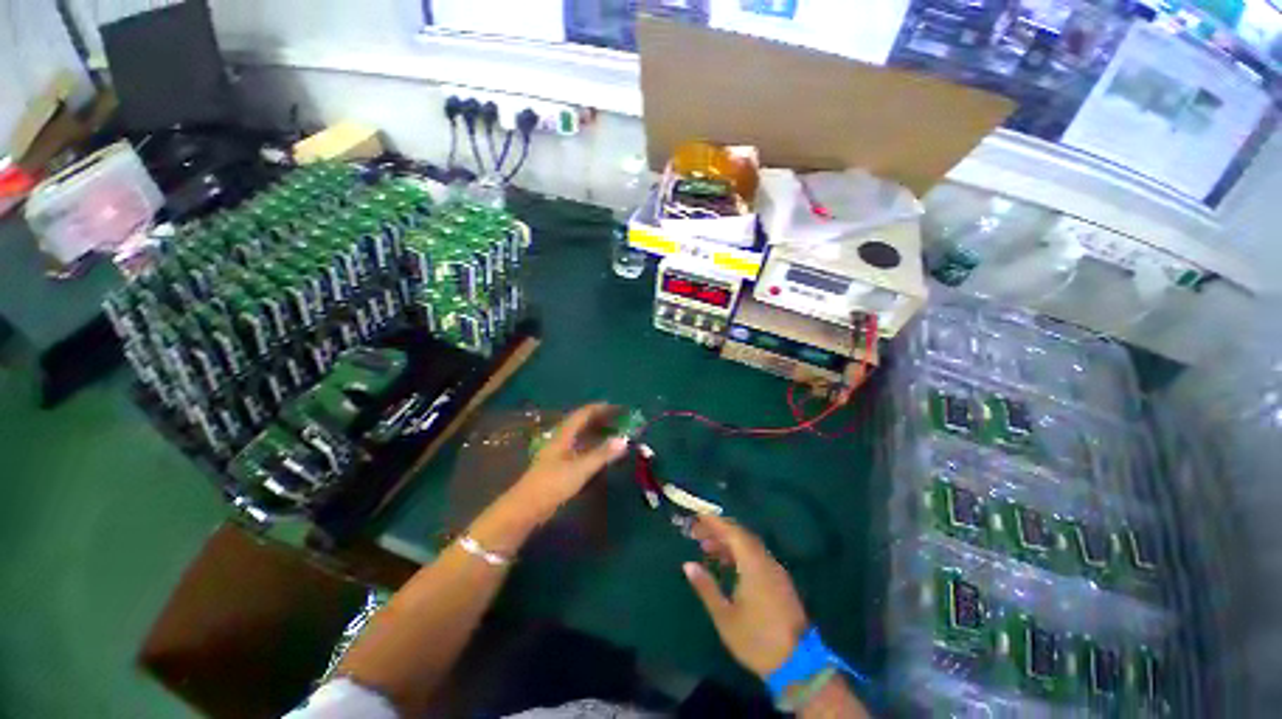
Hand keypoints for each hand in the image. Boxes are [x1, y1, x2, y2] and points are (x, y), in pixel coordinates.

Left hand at [504, 403, 629, 525]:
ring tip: (614, 433)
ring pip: (581, 437)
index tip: (618, 407)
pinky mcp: (559, 466)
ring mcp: (559, 453)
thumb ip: (602, 454)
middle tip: (619, 420)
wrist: (526, 509)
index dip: (601, 408)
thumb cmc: (552, 484)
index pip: (584, 414)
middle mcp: (561, 440)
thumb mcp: (580, 468)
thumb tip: (623, 440)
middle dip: (600, 419)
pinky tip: (600, 453)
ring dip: (597, 433)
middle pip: (582, 423)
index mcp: (564, 435)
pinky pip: (579, 449)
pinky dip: (592, 447)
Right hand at [684, 515, 809, 678]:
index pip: (733, 533)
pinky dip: (739, 553)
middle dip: (719, 530)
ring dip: (728, 542)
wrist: (797, 665)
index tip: (698, 517)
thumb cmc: (756, 639)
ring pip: (749, 545)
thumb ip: (706, 587)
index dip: (715, 522)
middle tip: (698, 532)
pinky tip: (727, 564)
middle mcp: (766, 561)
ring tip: (707, 547)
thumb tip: (688, 564)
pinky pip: (756, 556)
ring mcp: (775, 571)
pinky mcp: (779, 581)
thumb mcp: (725, 616)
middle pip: (741, 535)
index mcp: (753, 565)